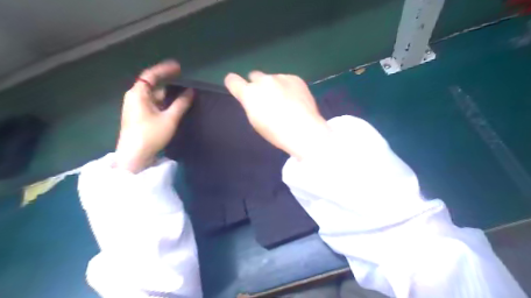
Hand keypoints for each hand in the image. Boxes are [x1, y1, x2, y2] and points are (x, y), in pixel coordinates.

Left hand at [115, 61, 194, 171]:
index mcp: (138, 94)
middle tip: (185, 82)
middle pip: (153, 85)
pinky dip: (164, 103)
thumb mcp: (169, 118)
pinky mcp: (139, 117)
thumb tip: (191, 91)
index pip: (151, 75)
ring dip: (168, 96)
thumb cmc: (151, 134)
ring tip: (184, 96)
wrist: (135, 156)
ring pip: (154, 96)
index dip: (165, 69)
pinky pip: (153, 105)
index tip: (179, 67)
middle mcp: (134, 97)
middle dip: (169, 83)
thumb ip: (181, 104)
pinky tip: (175, 107)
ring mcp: (136, 108)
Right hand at [225, 71, 329, 160]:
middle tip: (266, 99)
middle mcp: (263, 81)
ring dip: (274, 86)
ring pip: (272, 78)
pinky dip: (288, 87)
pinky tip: (295, 100)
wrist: (304, 130)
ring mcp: (280, 77)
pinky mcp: (295, 78)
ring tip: (286, 102)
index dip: (233, 83)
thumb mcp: (256, 121)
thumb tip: (254, 98)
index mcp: (249, 93)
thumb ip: (251, 105)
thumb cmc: (276, 132)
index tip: (237, 87)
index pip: (232, 80)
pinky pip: (287, 80)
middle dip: (257, 85)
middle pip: (254, 76)